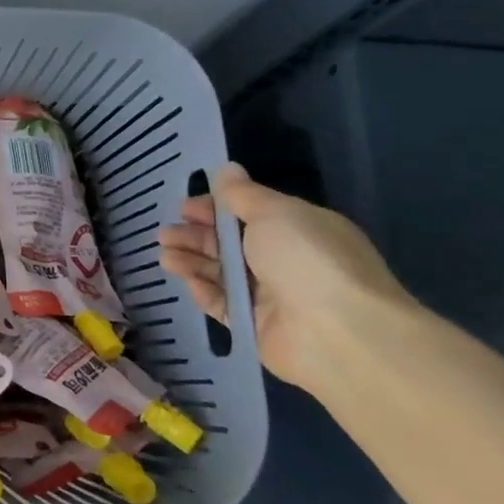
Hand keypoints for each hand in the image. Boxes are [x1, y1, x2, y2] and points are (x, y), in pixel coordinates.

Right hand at [155, 164, 411, 397]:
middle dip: (196, 236)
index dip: (214, 209)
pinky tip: (186, 281)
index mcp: (298, 229)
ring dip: (192, 261)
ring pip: (222, 273)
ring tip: (164, 256)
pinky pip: (223, 304)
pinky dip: (204, 291)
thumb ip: (243, 194)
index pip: (249, 214)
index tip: (183, 207)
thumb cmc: (308, 259)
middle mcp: (285, 260)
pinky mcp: (256, 325)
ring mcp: (271, 295)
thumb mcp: (275, 213)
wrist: (339, 333)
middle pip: (231, 244)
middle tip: (164, 234)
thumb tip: (226, 170)